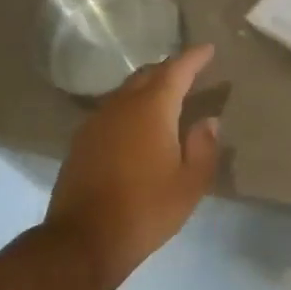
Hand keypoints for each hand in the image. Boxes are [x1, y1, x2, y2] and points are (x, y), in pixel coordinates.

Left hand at [44, 44, 222, 283]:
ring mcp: (96, 122)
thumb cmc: (146, 210)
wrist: (83, 240)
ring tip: (165, 95)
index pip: (176, 71)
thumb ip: (203, 147)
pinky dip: (130, 107)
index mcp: (151, 110)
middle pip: (147, 76)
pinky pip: (111, 111)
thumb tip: (208, 121)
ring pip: (126, 92)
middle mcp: (121, 106)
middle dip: (169, 69)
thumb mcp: (190, 184)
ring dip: (147, 87)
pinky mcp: (82, 142)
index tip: (208, 49)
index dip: (193, 58)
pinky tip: (136, 124)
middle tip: (188, 71)